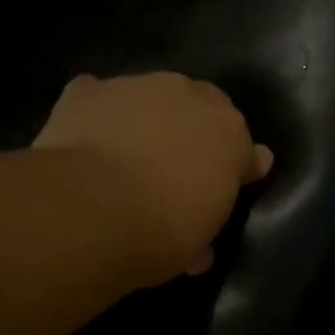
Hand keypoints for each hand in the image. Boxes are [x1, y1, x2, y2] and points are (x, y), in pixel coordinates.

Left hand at [33, 73, 273, 282]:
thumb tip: (202, 248)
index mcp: (230, 136)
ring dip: (147, 118)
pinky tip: (88, 137)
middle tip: (181, 161)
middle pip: (202, 106)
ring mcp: (139, 87)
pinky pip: (99, 97)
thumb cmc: (160, 233)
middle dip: (196, 129)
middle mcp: (191, 99)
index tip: (236, 180)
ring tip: (129, 151)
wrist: (92, 210)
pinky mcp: (90, 91)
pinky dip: (97, 114)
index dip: (239, 166)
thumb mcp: (195, 245)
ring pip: (151, 96)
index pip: (246, 148)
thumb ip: (204, 227)